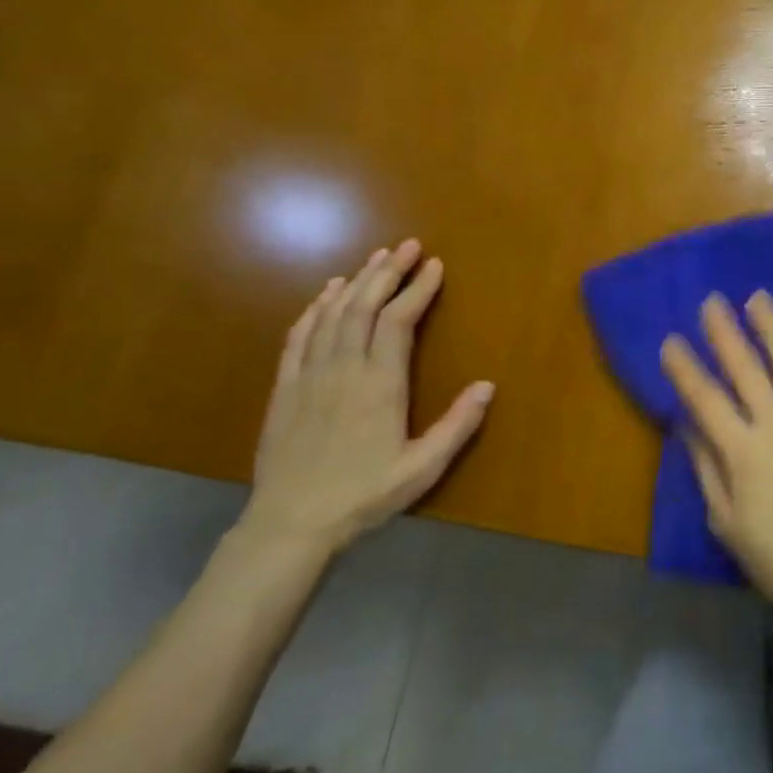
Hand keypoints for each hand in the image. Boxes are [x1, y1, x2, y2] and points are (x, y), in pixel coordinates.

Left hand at [242, 240, 493, 555]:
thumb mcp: (423, 468)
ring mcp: (309, 376)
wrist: (290, 525)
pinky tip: (326, 292)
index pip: (399, 322)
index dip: (418, 289)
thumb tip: (488, 385)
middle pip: (364, 307)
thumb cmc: (364, 496)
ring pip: (332, 315)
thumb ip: (457, 425)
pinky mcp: (284, 388)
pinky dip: (314, 308)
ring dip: (356, 282)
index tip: (435, 265)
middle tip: (408, 246)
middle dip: (388, 272)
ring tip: (376, 258)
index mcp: (380, 385)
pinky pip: (299, 336)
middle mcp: (344, 369)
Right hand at [660, 292, 772, 625]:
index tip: (670, 340)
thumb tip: (686, 422)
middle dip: (724, 331)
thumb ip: (705, 465)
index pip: (705, 398)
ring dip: (772, 327)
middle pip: (745, 368)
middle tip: (711, 301)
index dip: (684, 368)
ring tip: (758, 298)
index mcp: (742, 450)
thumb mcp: (724, 518)